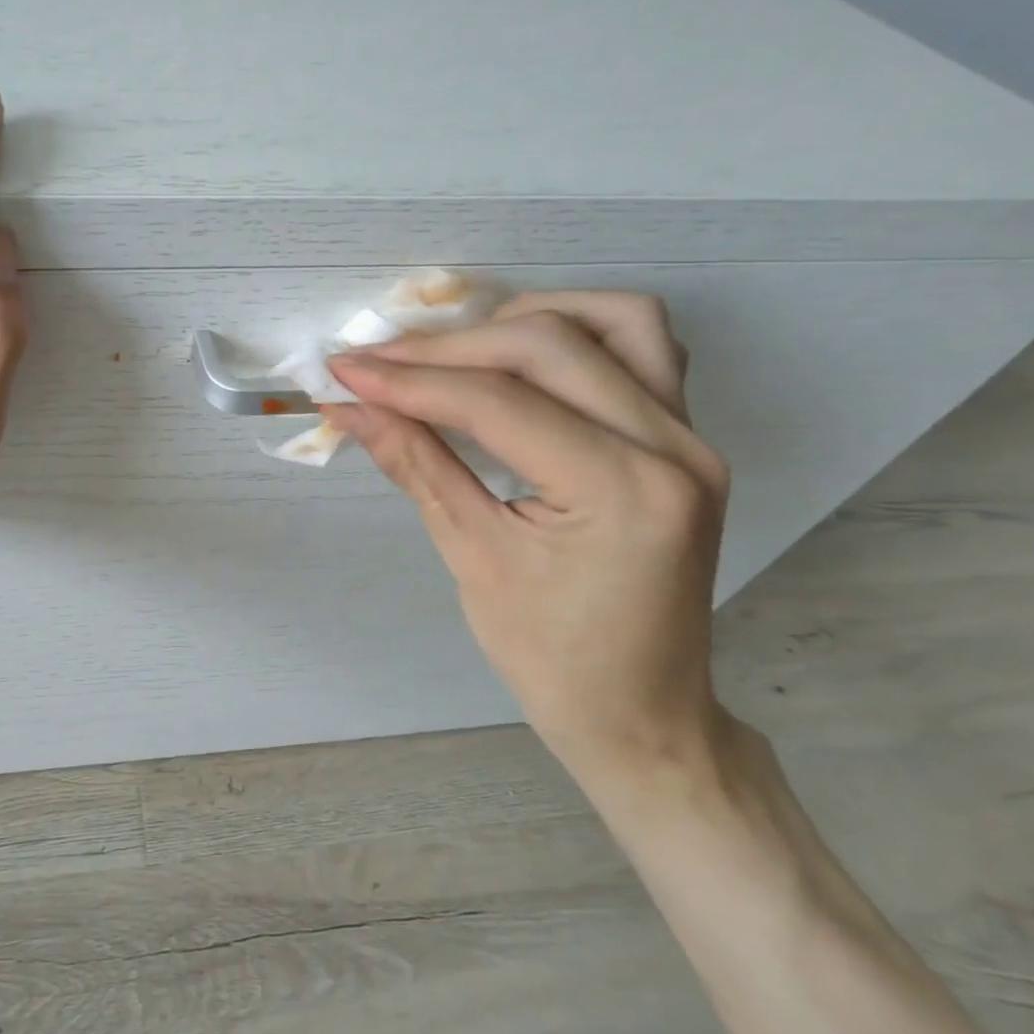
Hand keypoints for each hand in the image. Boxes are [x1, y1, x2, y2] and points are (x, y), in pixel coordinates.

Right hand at [327, 292, 731, 782]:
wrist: (641, 713)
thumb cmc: (550, 657)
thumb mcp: (471, 558)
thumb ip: (414, 464)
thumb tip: (350, 408)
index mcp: (621, 492)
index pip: (495, 402)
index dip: (408, 380)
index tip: (343, 372)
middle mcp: (672, 447)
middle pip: (547, 345)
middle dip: (447, 348)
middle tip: (377, 363)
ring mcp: (690, 437)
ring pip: (612, 321)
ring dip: (521, 320)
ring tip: (453, 351)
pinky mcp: (685, 438)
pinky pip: (640, 348)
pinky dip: (574, 334)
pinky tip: (520, 359)